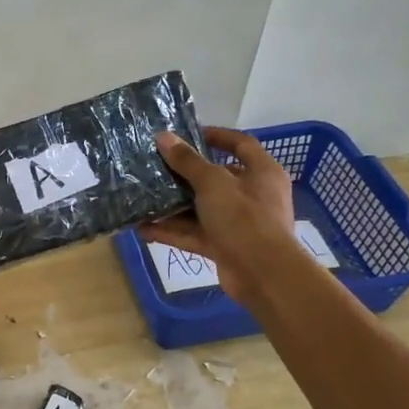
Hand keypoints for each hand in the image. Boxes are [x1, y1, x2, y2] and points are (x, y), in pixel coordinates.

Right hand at [144, 127, 311, 306]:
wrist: (264, 275)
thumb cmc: (244, 218)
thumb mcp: (213, 183)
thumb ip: (187, 161)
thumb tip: (164, 137)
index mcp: (262, 172)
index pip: (240, 144)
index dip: (216, 136)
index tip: (187, 134)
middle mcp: (253, 195)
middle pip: (216, 178)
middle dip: (184, 175)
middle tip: (156, 167)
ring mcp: (239, 223)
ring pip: (201, 209)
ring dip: (173, 206)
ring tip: (143, 199)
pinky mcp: (225, 247)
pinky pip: (196, 234)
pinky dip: (173, 231)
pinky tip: (145, 229)